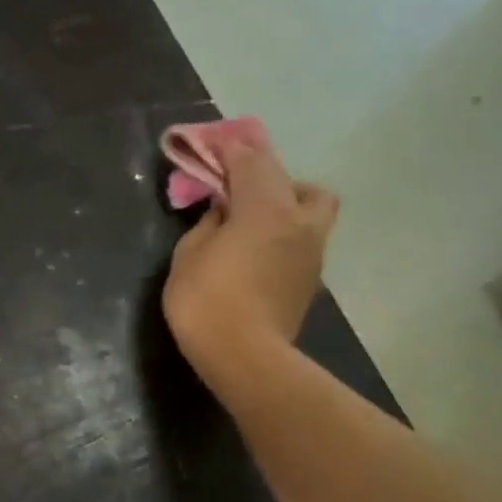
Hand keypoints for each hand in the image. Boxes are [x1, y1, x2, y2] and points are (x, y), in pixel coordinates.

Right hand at [162, 140, 338, 393]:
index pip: (250, 161)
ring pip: (310, 207)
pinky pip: (304, 236)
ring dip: (284, 200)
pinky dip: (285, 230)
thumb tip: (223, 212)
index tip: (213, 143)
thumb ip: (208, 224)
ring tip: (252, 217)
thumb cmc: (207, 302)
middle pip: (291, 180)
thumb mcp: (189, 256)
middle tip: (235, 185)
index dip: (229, 149)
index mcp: (265, 208)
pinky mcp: (311, 278)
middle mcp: (298, 221)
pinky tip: (259, 247)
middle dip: (263, 173)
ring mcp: (311, 250)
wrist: (246, 358)